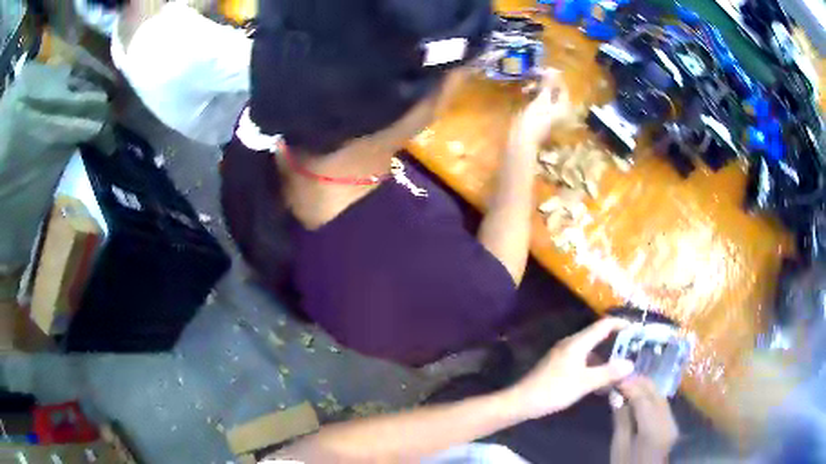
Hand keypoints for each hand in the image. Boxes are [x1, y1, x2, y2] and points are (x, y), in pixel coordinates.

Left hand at [506, 318, 634, 420]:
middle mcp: (571, 343)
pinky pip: (582, 360)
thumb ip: (608, 373)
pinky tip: (600, 380)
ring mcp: (563, 354)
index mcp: (578, 342)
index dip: (621, 324)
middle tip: (633, 349)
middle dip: (616, 342)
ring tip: (620, 367)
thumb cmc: (554, 390)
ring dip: (605, 357)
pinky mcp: (559, 365)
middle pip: (598, 336)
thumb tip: (631, 364)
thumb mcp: (584, 383)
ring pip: (590, 350)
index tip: (637, 328)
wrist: (522, 401)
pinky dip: (594, 366)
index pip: (604, 325)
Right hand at [509, 69, 571, 150]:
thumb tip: (552, 70)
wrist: (523, 137)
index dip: (553, 76)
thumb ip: (548, 84)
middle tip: (532, 73)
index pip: (562, 86)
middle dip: (543, 82)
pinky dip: (534, 95)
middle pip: (554, 91)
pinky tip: (525, 91)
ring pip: (546, 95)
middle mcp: (560, 109)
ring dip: (537, 87)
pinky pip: (540, 101)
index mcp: (564, 106)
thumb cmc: (535, 118)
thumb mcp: (542, 98)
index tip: (542, 68)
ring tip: (526, 84)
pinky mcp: (541, 115)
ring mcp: (551, 113)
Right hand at [611, 377, 678, 463]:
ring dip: (645, 388)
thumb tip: (616, 395)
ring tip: (628, 386)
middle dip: (639, 383)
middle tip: (621, 378)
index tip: (615, 378)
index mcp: (653, 429)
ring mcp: (672, 422)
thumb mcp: (619, 445)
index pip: (643, 399)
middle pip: (655, 394)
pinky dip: (650, 397)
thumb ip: (621, 419)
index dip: (630, 385)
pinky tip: (640, 397)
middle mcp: (667, 421)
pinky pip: (662, 404)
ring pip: (660, 396)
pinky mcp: (672, 423)